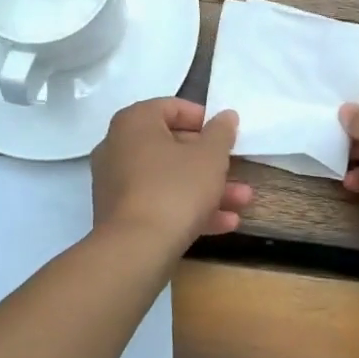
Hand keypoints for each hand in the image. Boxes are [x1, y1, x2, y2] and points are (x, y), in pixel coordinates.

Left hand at [91, 98, 252, 254]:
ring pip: (169, 178)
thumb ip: (221, 132)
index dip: (203, 118)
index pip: (171, 107)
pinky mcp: (120, 215)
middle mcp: (119, 147)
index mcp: (135, 123)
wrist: (136, 249)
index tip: (226, 134)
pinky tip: (224, 223)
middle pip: (172, 146)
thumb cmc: (175, 188)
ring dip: (207, 188)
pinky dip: (188, 208)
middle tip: (238, 169)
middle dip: (211, 161)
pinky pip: (159, 202)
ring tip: (242, 201)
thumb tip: (226, 116)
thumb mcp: (210, 157)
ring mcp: (116, 183)